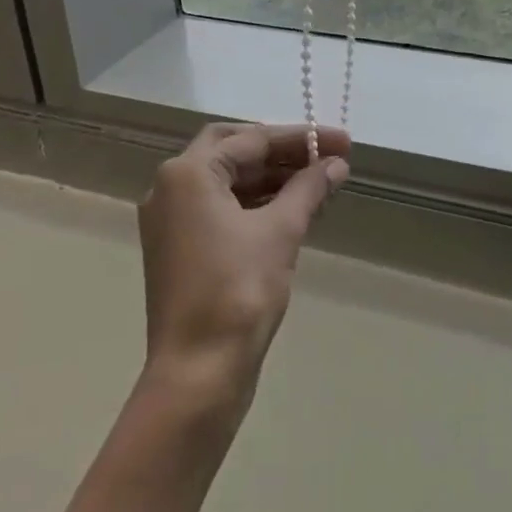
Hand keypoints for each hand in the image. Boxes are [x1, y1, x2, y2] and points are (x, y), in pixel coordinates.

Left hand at [138, 123, 349, 410]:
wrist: (197, 374)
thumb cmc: (238, 291)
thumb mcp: (281, 231)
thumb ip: (309, 188)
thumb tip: (336, 164)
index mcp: (187, 173)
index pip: (252, 138)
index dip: (301, 138)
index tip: (342, 142)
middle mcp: (170, 187)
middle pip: (232, 150)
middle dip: (280, 150)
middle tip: (322, 155)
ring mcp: (170, 219)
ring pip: (226, 180)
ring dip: (270, 177)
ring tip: (317, 182)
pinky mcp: (178, 247)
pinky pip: (219, 208)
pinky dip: (254, 203)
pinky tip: (290, 210)